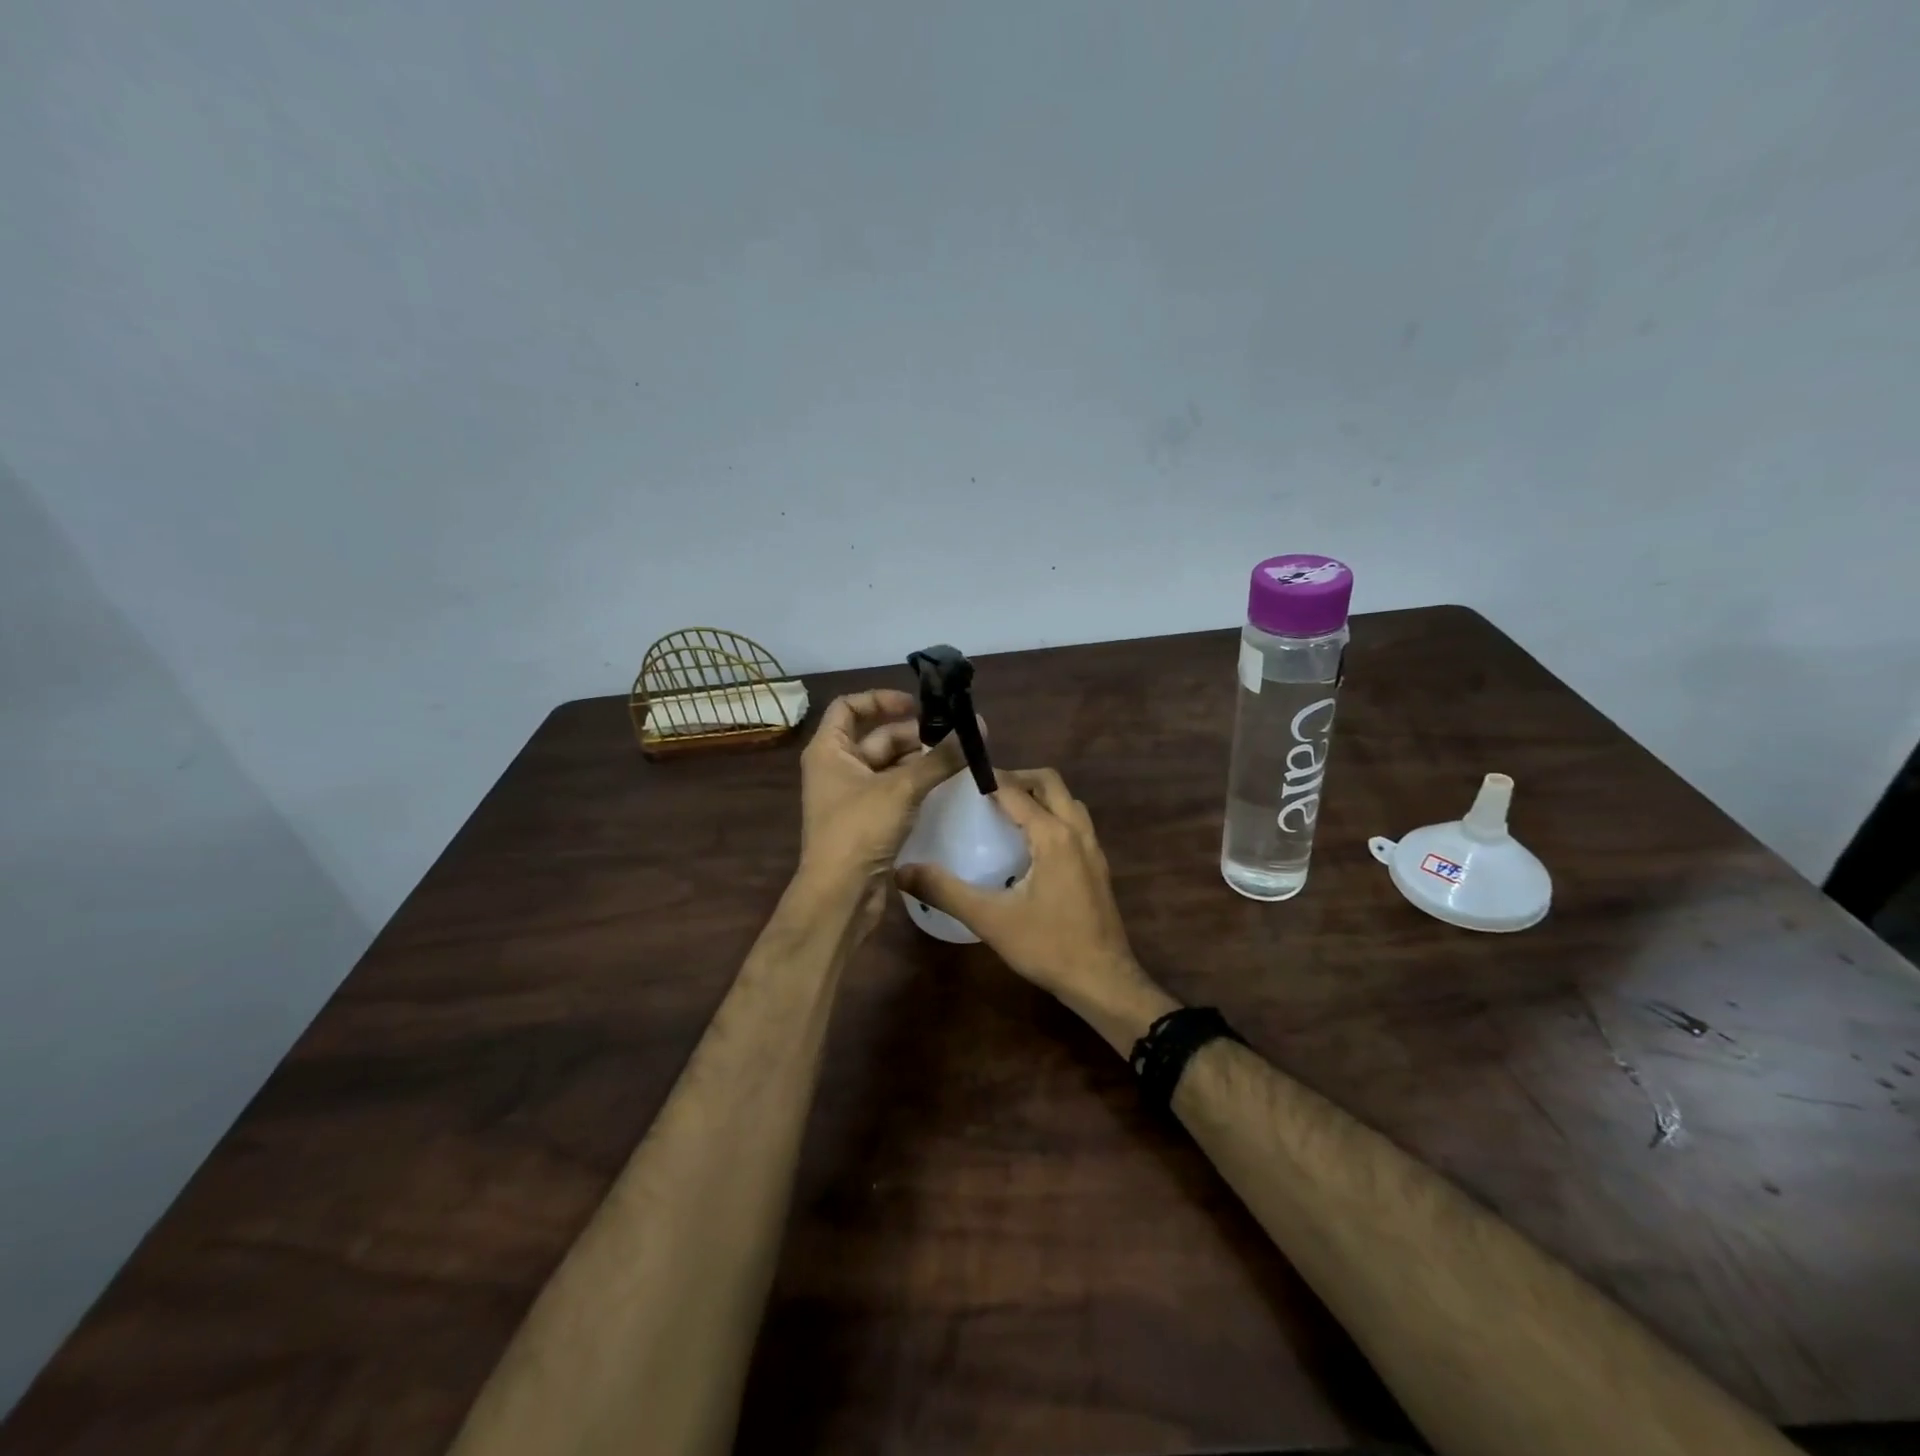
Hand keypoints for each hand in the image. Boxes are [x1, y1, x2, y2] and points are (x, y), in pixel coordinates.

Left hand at [797, 690, 964, 911]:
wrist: (840, 895)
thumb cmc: (859, 830)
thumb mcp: (902, 788)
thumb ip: (940, 758)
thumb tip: (977, 726)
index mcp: (829, 750)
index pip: (848, 706)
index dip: (881, 699)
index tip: (917, 705)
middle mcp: (836, 768)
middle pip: (877, 737)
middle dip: (915, 735)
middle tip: (955, 737)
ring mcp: (851, 796)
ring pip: (889, 766)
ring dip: (921, 761)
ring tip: (958, 759)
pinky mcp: (867, 820)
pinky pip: (894, 791)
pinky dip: (917, 785)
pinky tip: (947, 786)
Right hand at [895, 767, 1177, 1053]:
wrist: (1103, 980)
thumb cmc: (1047, 946)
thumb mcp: (989, 918)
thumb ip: (945, 891)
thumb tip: (902, 872)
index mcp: (1053, 835)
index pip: (1016, 791)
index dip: (989, 779)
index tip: (961, 780)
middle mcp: (1077, 832)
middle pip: (1050, 783)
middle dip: (1018, 778)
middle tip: (985, 791)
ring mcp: (1093, 849)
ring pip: (1068, 802)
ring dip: (1040, 796)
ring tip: (1007, 812)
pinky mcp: (1098, 867)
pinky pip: (1075, 824)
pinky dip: (1053, 816)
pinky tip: (1030, 846)